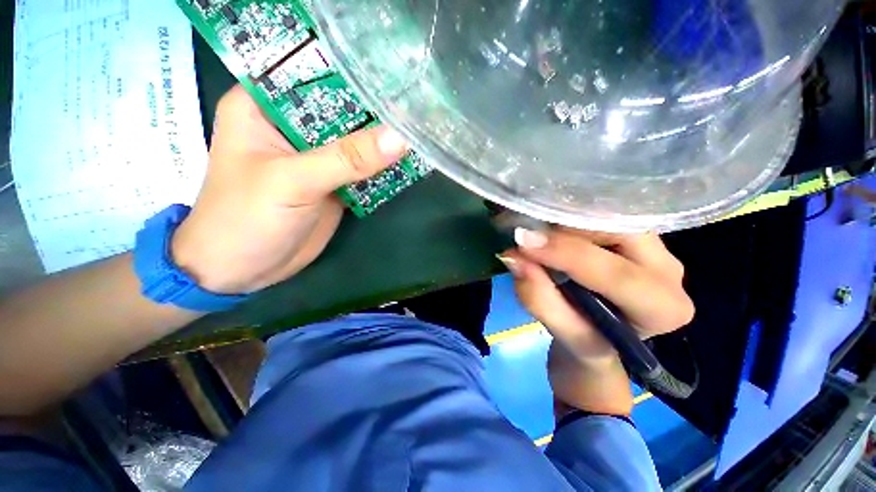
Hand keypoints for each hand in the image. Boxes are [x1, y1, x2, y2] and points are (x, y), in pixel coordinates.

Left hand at [172, 86, 408, 293]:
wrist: (243, 269)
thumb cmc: (246, 218)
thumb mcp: (294, 182)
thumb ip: (347, 159)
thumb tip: (400, 137)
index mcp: (265, 105)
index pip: (315, 73)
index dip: (354, 72)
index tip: (395, 75)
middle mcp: (292, 125)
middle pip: (342, 108)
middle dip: (376, 109)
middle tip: (417, 103)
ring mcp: (316, 156)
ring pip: (356, 140)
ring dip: (384, 139)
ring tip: (420, 127)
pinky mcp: (333, 182)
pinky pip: (363, 168)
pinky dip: (383, 166)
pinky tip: (408, 159)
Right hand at [498, 229, 693, 415]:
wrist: (604, 336)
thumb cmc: (586, 340)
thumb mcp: (562, 331)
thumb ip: (539, 298)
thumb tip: (513, 257)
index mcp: (662, 308)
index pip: (616, 274)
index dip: (565, 254)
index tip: (522, 242)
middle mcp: (670, 272)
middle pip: (619, 233)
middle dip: (567, 230)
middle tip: (529, 236)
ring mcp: (658, 248)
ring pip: (611, 217)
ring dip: (568, 222)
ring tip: (538, 233)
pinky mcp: (638, 235)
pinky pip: (603, 215)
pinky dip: (572, 218)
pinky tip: (551, 226)